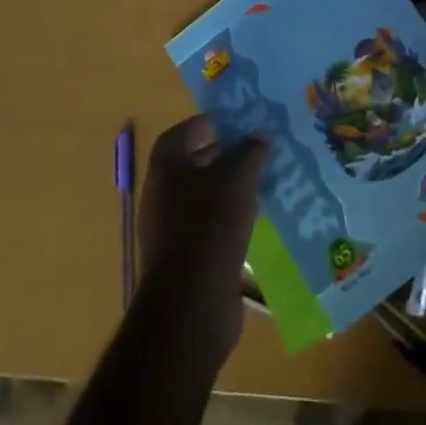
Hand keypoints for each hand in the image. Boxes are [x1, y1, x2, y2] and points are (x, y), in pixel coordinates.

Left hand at [137, 116, 272, 363]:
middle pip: (194, 164)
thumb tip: (261, 134)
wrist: (191, 302)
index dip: (206, 124)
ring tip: (263, 182)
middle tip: (258, 150)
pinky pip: (209, 226)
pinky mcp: (185, 257)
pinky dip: (230, 218)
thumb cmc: (210, 226)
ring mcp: (170, 229)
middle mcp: (162, 194)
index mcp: (166, 168)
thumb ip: (251, 151)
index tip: (234, 122)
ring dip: (230, 189)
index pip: (181, 133)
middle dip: (225, 156)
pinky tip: (256, 219)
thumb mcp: (238, 178)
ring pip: (204, 197)